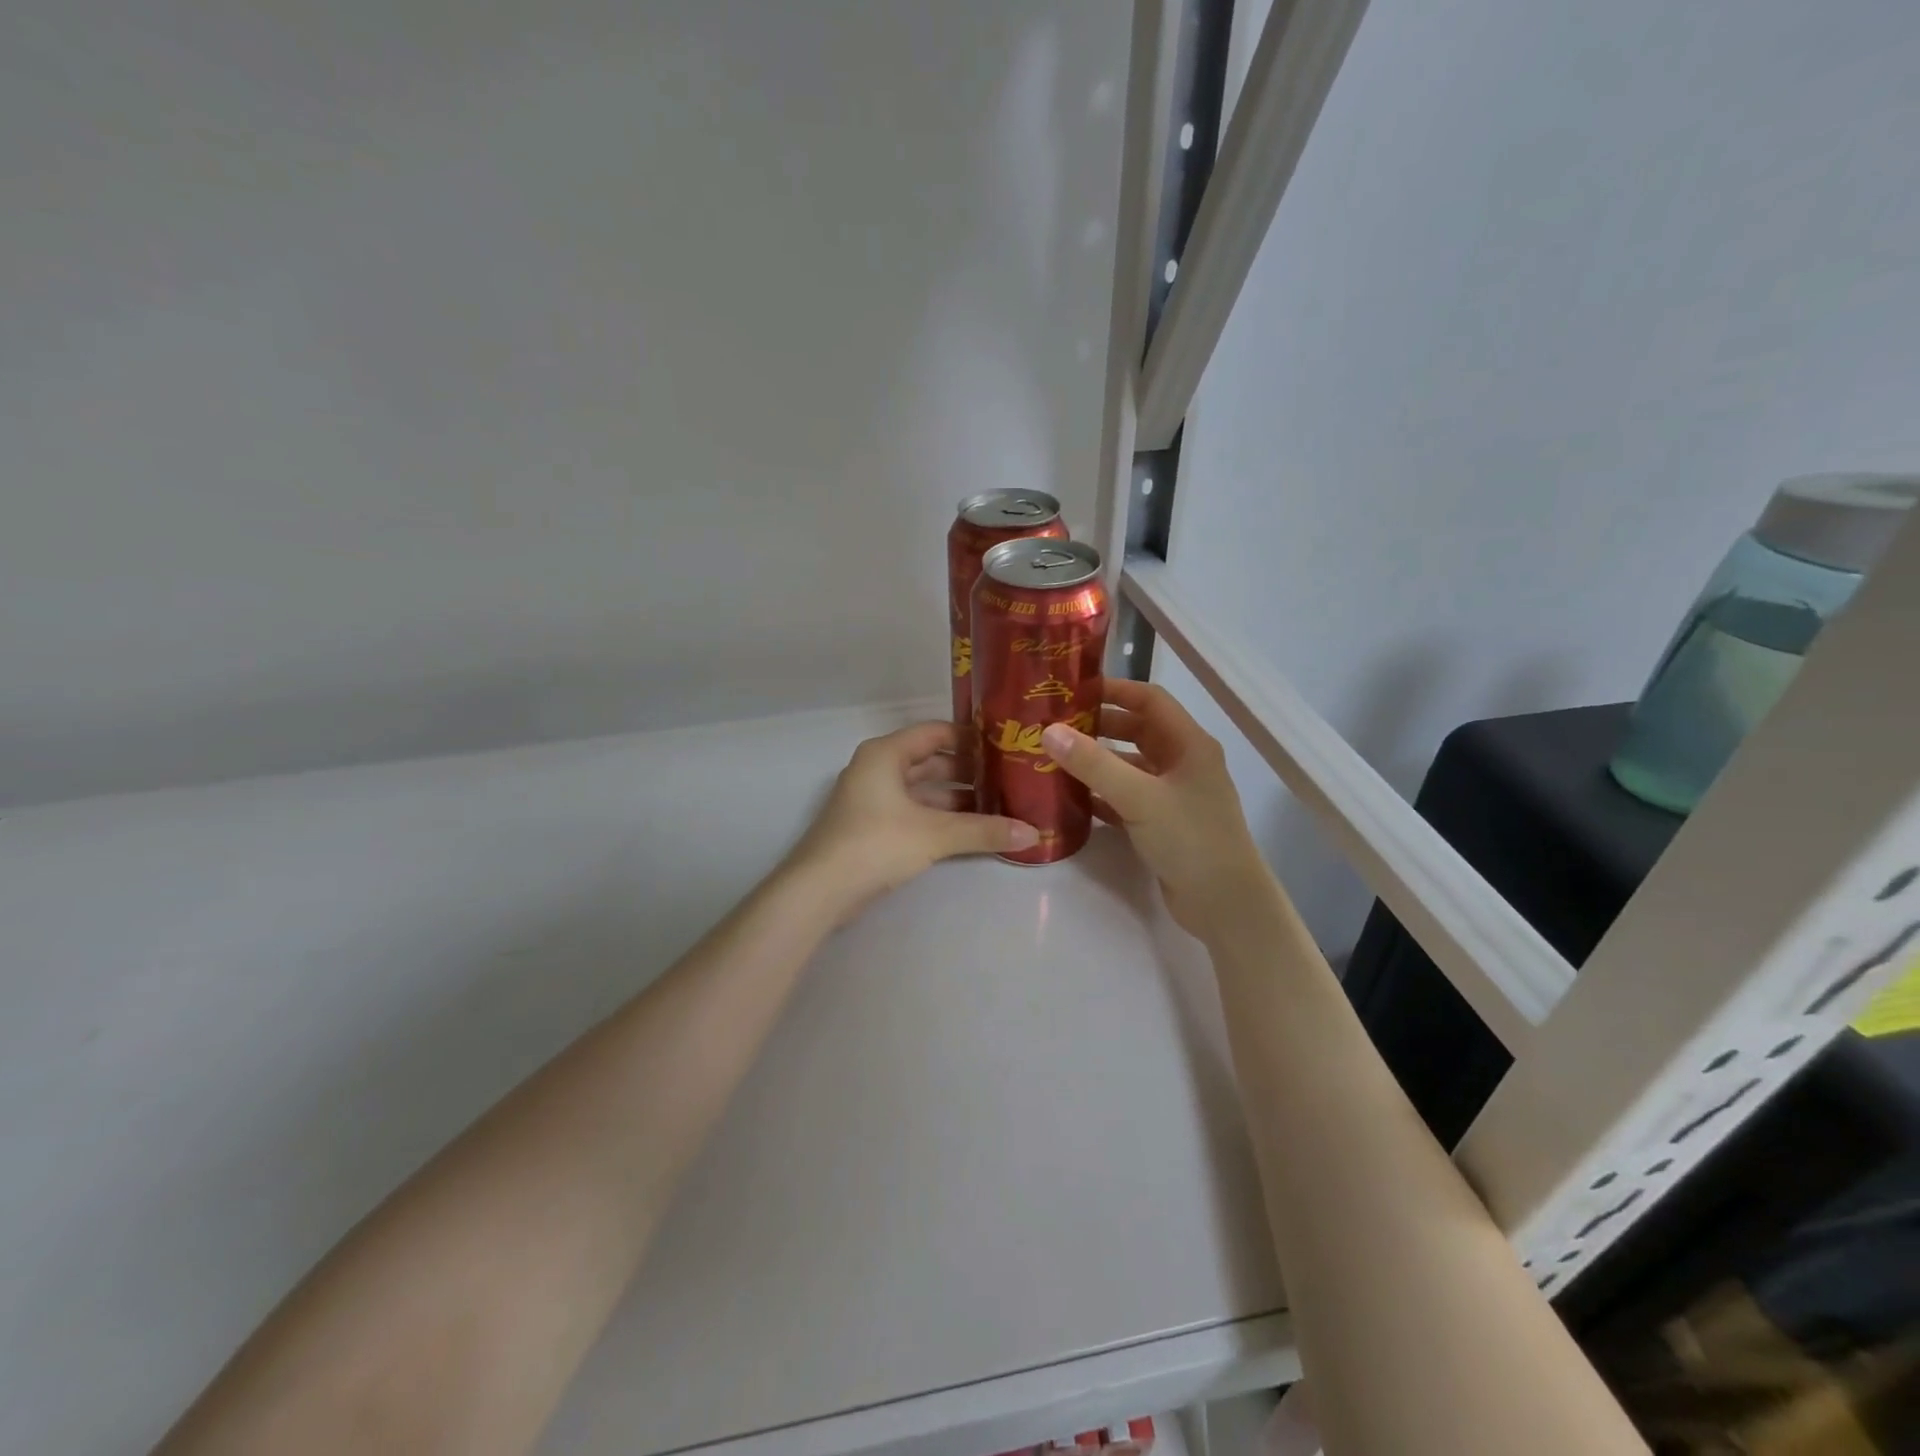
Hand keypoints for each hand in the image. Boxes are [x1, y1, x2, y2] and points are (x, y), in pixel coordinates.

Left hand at [784, 721, 1039, 920]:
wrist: (820, 889)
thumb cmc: (876, 844)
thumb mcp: (935, 834)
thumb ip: (983, 830)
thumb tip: (1033, 833)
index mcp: (886, 754)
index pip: (935, 732)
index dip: (969, 737)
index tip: (1004, 746)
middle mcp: (876, 768)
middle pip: (929, 761)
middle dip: (967, 771)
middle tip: (1007, 779)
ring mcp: (871, 799)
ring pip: (921, 790)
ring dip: (954, 798)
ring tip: (996, 806)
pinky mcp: (870, 827)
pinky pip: (912, 811)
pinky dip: (937, 817)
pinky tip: (967, 831)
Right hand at [1040, 679, 1269, 938]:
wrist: (1224, 904)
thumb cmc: (1190, 839)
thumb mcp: (1140, 797)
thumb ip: (1094, 764)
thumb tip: (1049, 731)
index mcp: (1189, 744)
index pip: (1150, 700)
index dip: (1114, 690)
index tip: (1073, 691)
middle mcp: (1184, 763)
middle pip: (1138, 731)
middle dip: (1099, 726)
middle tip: (1057, 726)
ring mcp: (1175, 794)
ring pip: (1131, 766)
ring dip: (1098, 761)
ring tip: (1057, 759)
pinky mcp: (1164, 823)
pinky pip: (1128, 797)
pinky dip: (1103, 794)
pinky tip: (1074, 799)